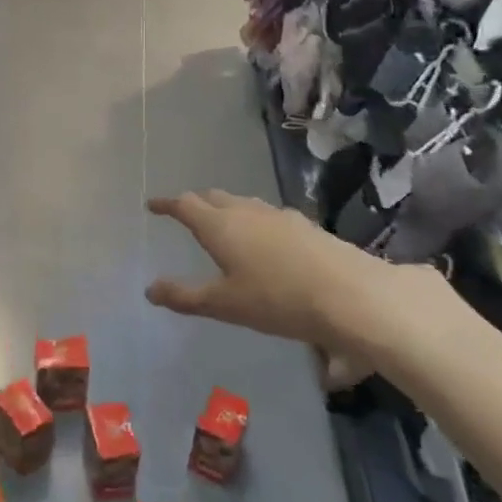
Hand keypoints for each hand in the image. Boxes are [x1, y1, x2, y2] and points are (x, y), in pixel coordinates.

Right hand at [145, 190, 435, 388]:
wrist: (351, 295)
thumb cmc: (277, 299)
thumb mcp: (224, 304)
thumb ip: (185, 296)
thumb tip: (150, 289)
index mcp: (220, 226)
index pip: (186, 205)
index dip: (167, 204)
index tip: (153, 205)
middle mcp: (247, 212)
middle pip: (214, 197)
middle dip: (196, 202)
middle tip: (185, 212)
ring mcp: (279, 216)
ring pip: (243, 203)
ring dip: (226, 208)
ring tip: (222, 222)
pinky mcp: (305, 226)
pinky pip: (267, 215)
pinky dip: (253, 220)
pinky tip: (264, 239)